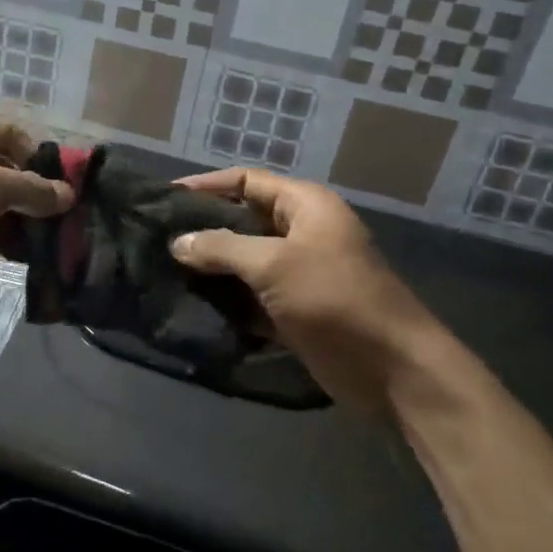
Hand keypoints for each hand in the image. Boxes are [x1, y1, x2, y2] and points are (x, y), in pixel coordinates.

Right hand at [169, 169, 456, 412]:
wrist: (394, 370)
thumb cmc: (335, 299)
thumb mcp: (274, 265)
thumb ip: (222, 248)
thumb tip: (178, 242)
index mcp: (305, 206)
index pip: (246, 181)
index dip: (206, 186)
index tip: (164, 198)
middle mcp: (302, 232)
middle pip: (243, 220)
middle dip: (204, 230)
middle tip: (158, 238)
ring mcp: (300, 273)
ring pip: (245, 262)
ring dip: (212, 269)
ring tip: (165, 271)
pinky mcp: (296, 310)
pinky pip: (253, 297)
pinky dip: (228, 300)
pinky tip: (192, 305)